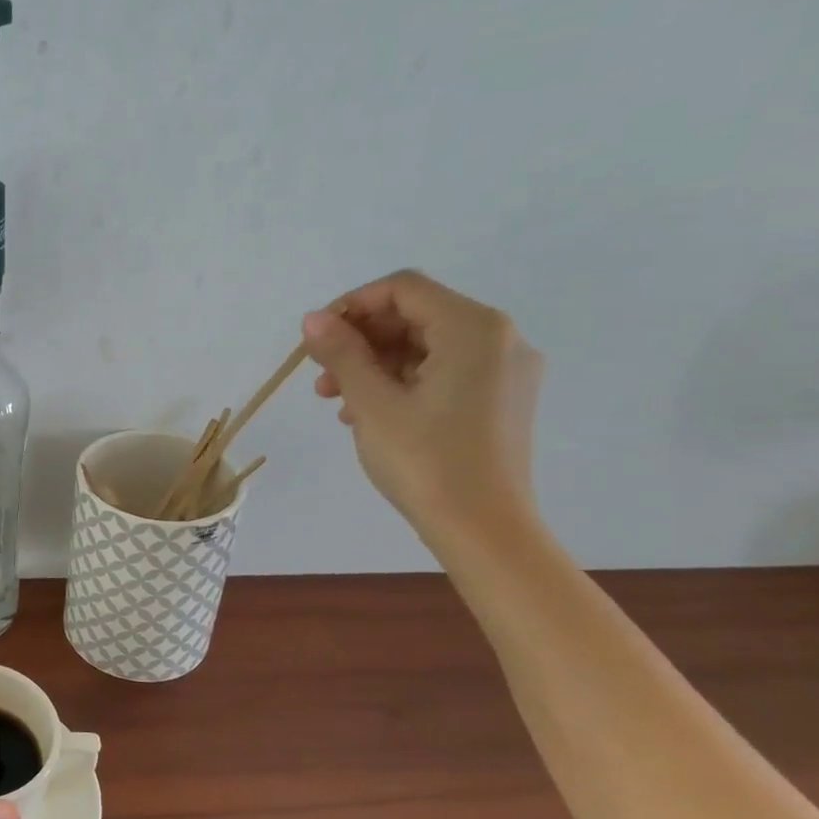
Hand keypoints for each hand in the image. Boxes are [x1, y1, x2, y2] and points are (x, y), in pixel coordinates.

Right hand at [303, 270, 542, 544]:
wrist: (482, 529)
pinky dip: (402, 383)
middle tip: (322, 378)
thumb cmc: (425, 460)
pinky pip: (444, 373)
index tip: (317, 341)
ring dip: (376, 365)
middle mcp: (499, 338)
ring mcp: (505, 371)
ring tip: (338, 402)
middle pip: (415, 316)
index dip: (352, 306)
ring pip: (426, 347)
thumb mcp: (372, 402)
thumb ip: (341, 352)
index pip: (403, 289)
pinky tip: (369, 414)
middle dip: (361, 341)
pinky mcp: (501, 400)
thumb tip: (313, 319)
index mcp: (473, 328)